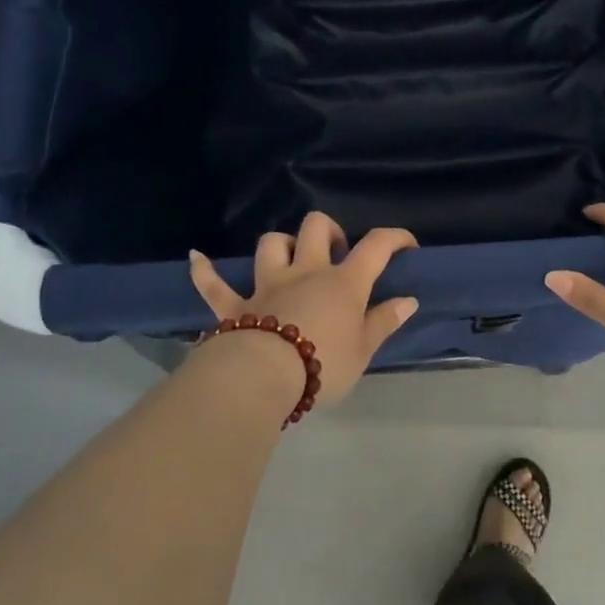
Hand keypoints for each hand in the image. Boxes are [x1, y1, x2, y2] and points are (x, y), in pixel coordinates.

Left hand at [188, 212, 419, 408]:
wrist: (264, 377)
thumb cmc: (323, 365)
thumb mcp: (363, 350)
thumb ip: (384, 322)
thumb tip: (408, 300)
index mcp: (342, 283)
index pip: (375, 247)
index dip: (394, 238)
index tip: (407, 244)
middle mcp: (305, 272)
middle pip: (315, 228)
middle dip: (328, 231)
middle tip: (336, 254)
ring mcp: (267, 284)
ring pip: (272, 244)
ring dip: (281, 245)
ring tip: (290, 259)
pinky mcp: (234, 305)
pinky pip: (214, 284)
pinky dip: (205, 271)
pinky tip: (197, 259)